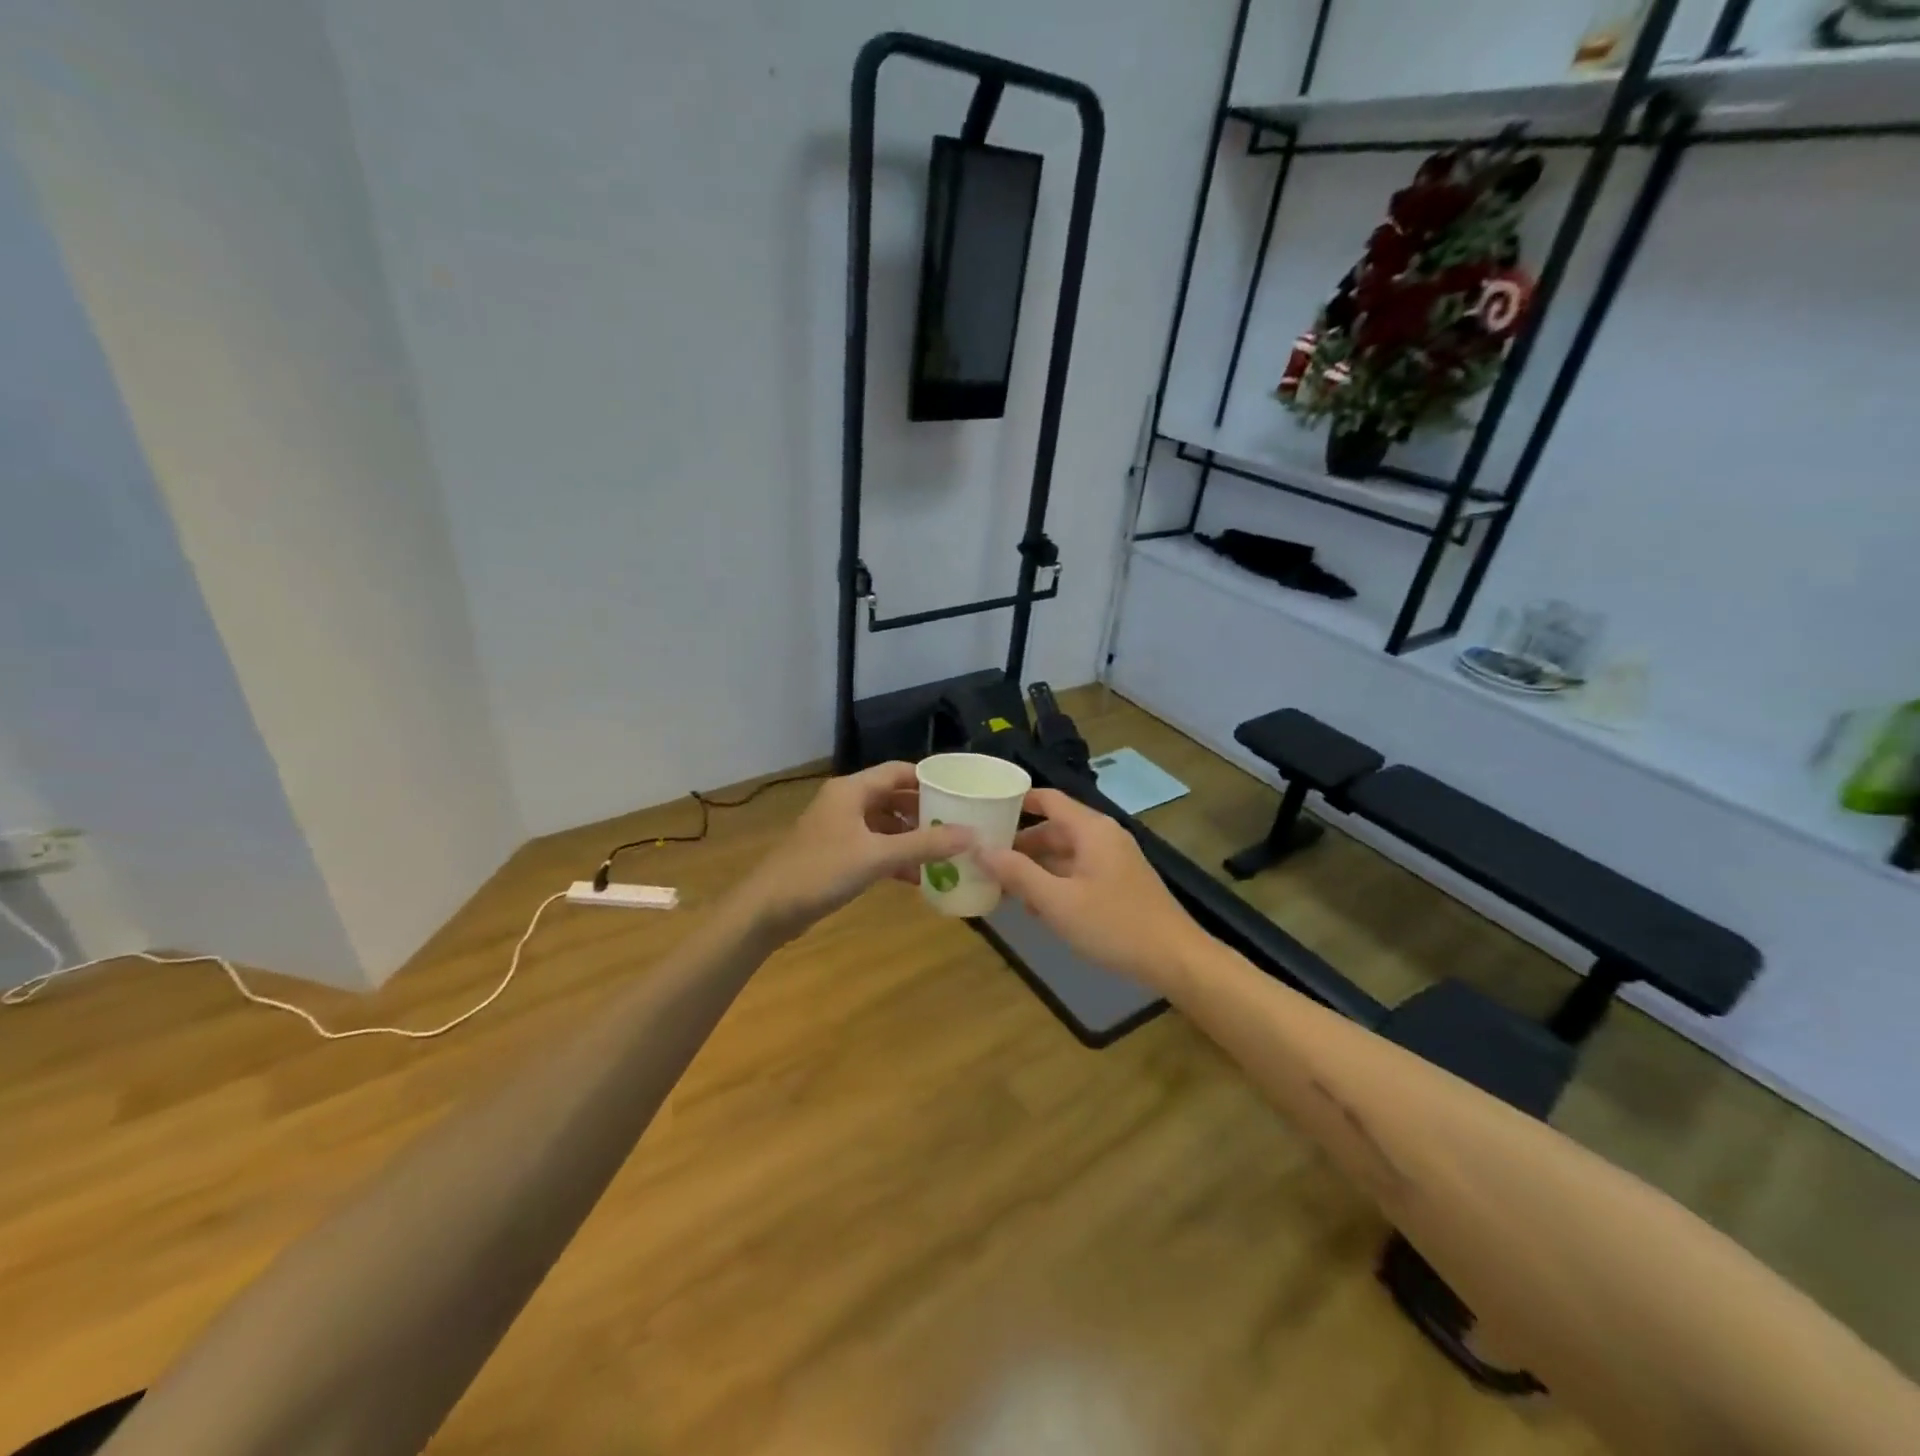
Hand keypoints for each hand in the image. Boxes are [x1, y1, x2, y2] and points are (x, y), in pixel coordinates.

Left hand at [737, 763, 973, 940]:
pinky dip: (895, 856)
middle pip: (893, 797)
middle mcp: (846, 802)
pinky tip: (917, 877)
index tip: (962, 793)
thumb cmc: (820, 872)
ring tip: (945, 852)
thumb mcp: (876, 857)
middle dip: (925, 811)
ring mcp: (839, 828)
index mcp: (852, 789)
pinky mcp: (835, 854)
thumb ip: (924, 845)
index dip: (930, 780)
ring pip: (884, 824)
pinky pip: (874, 846)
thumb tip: (972, 835)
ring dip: (911, 837)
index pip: (899, 771)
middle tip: (959, 825)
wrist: (766, 910)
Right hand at [978, 789, 1208, 995]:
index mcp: (1091, 829)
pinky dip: (1057, 882)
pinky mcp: (1120, 883)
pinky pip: (1080, 871)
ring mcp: (1115, 860)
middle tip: (986, 859)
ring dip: (1037, 867)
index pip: (1048, 800)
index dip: (1017, 802)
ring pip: (1066, 853)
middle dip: (1021, 843)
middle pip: (1055, 828)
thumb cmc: (1113, 925)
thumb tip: (981, 849)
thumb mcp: (1057, 902)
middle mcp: (1104, 836)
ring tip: (1004, 887)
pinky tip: (1038, 908)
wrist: (1175, 959)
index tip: (986, 811)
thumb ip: (1018, 874)